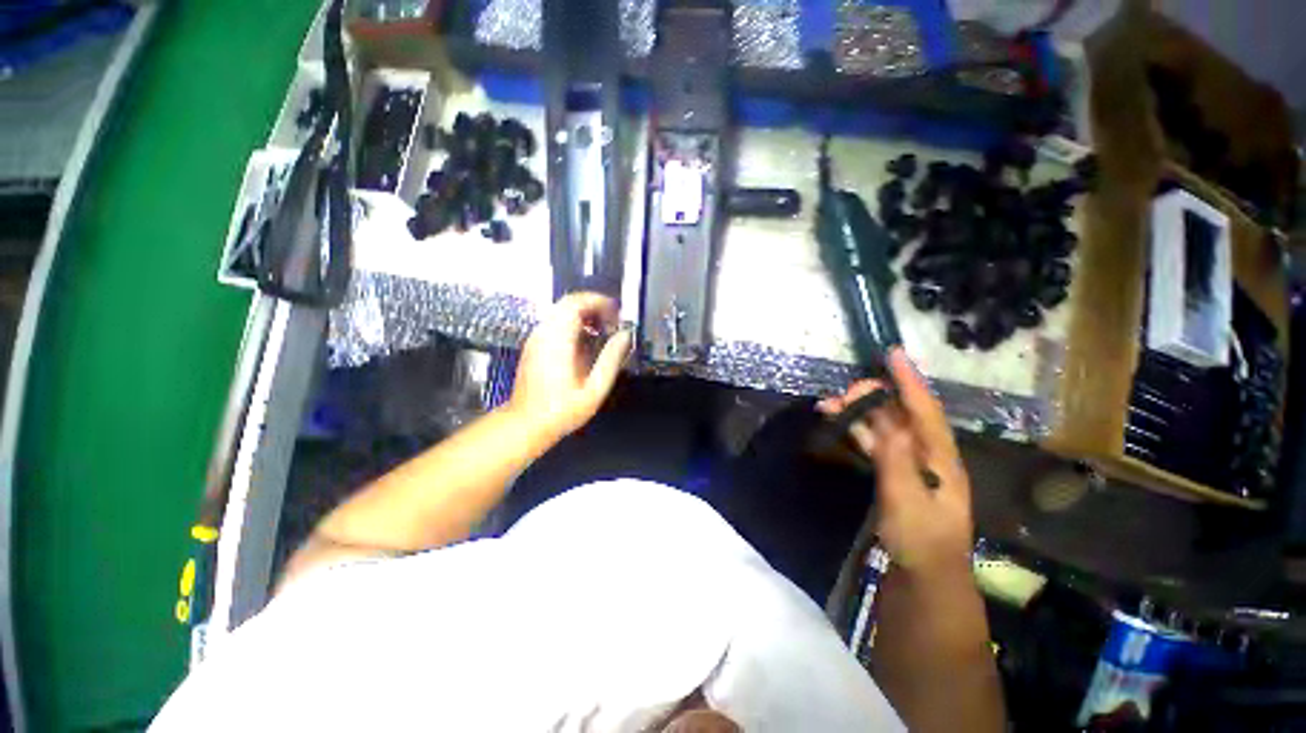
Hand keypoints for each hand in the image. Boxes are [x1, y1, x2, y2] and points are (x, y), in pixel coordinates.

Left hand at [507, 292, 632, 439]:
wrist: (526, 423)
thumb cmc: (562, 410)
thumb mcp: (594, 389)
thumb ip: (611, 359)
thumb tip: (625, 336)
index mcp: (558, 340)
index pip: (576, 303)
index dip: (600, 302)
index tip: (617, 313)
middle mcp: (544, 333)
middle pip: (569, 303)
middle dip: (594, 307)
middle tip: (613, 321)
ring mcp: (537, 338)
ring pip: (561, 311)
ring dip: (585, 315)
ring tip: (604, 331)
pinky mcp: (535, 345)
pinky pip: (556, 323)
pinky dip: (574, 324)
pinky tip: (587, 342)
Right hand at [816, 348, 973, 575]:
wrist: (924, 575)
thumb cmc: (921, 540)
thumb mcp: (909, 502)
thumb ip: (897, 462)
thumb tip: (888, 423)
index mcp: (940, 457)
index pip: (924, 409)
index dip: (909, 381)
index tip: (893, 354)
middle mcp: (927, 453)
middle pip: (899, 414)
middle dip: (872, 397)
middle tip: (843, 393)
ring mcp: (910, 463)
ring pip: (883, 426)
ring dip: (858, 413)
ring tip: (828, 405)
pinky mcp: (894, 473)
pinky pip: (874, 442)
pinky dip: (857, 431)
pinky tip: (840, 424)